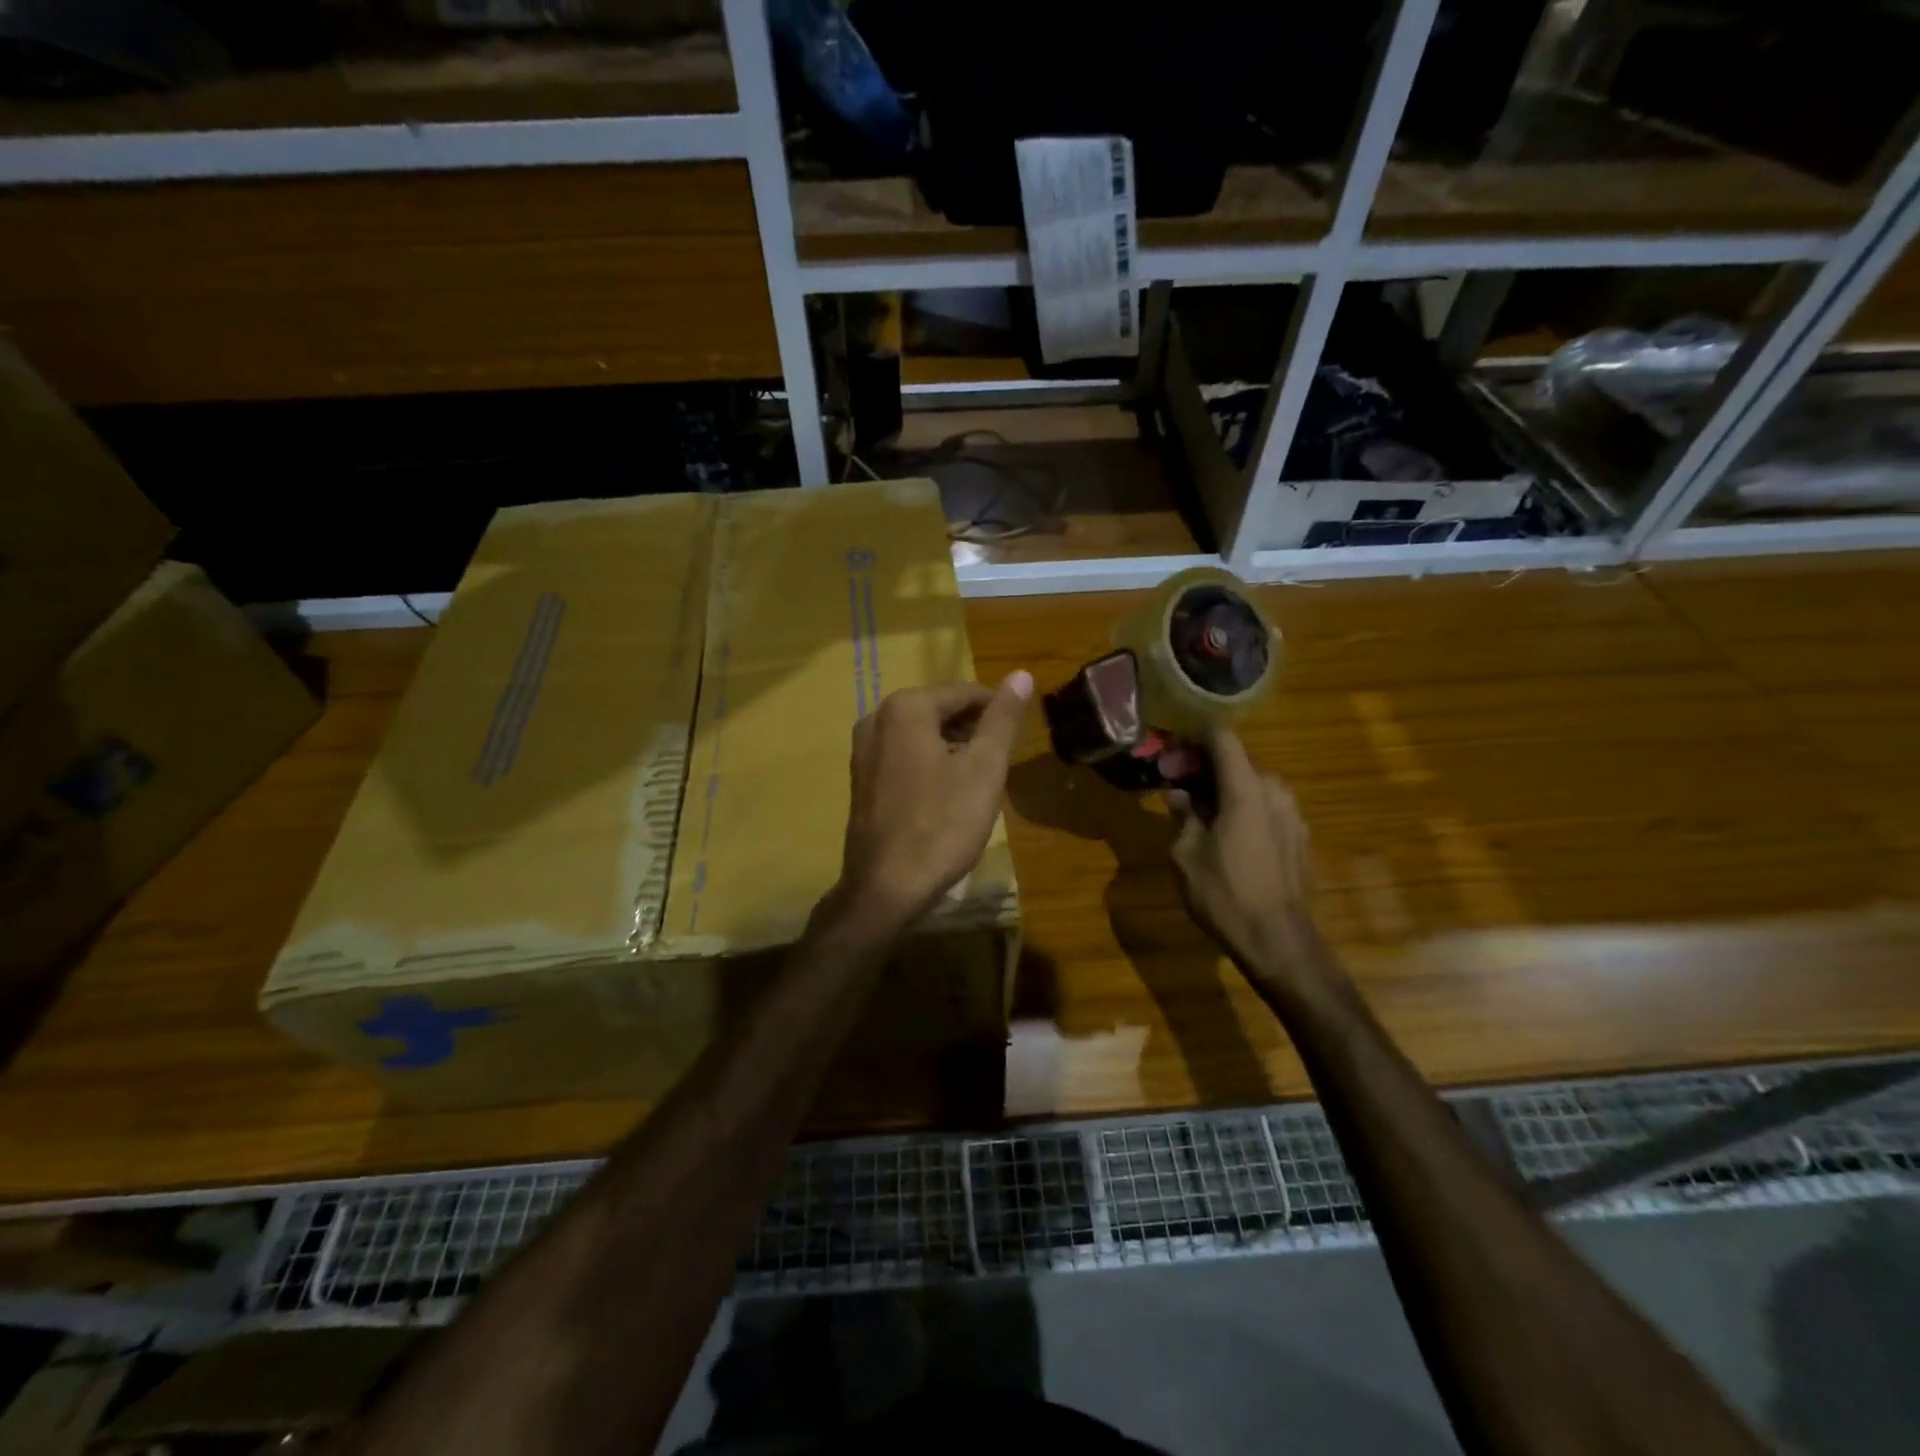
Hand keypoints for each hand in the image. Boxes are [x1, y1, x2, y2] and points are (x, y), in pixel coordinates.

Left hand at [836, 672, 1031, 928]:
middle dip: (974, 730)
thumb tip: (1021, 674)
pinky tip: (949, 794)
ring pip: (923, 734)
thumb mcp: (983, 769)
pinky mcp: (861, 777)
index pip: (966, 693)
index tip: (1019, 738)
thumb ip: (1002, 719)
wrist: (886, 886)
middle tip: (1001, 763)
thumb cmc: (941, 825)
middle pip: (941, 710)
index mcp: (907, 708)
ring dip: (954, 748)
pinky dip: (931, 763)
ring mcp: (863, 748)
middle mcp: (878, 718)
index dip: (998, 712)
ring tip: (980, 779)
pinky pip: (904, 755)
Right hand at [1166, 728, 1317, 987]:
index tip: (1171, 749)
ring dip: (1225, 790)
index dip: (1195, 737)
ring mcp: (1293, 815)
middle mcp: (1275, 792)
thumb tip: (1179, 794)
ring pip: (1253, 786)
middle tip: (1177, 786)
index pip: (1223, 738)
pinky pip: (1267, 809)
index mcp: (1246, 789)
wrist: (1278, 941)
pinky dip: (1244, 809)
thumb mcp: (1186, 854)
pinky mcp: (1300, 837)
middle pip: (1238, 762)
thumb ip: (1183, 815)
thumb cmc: (1224, 894)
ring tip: (1199, 813)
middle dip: (1205, 768)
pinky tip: (1227, 835)